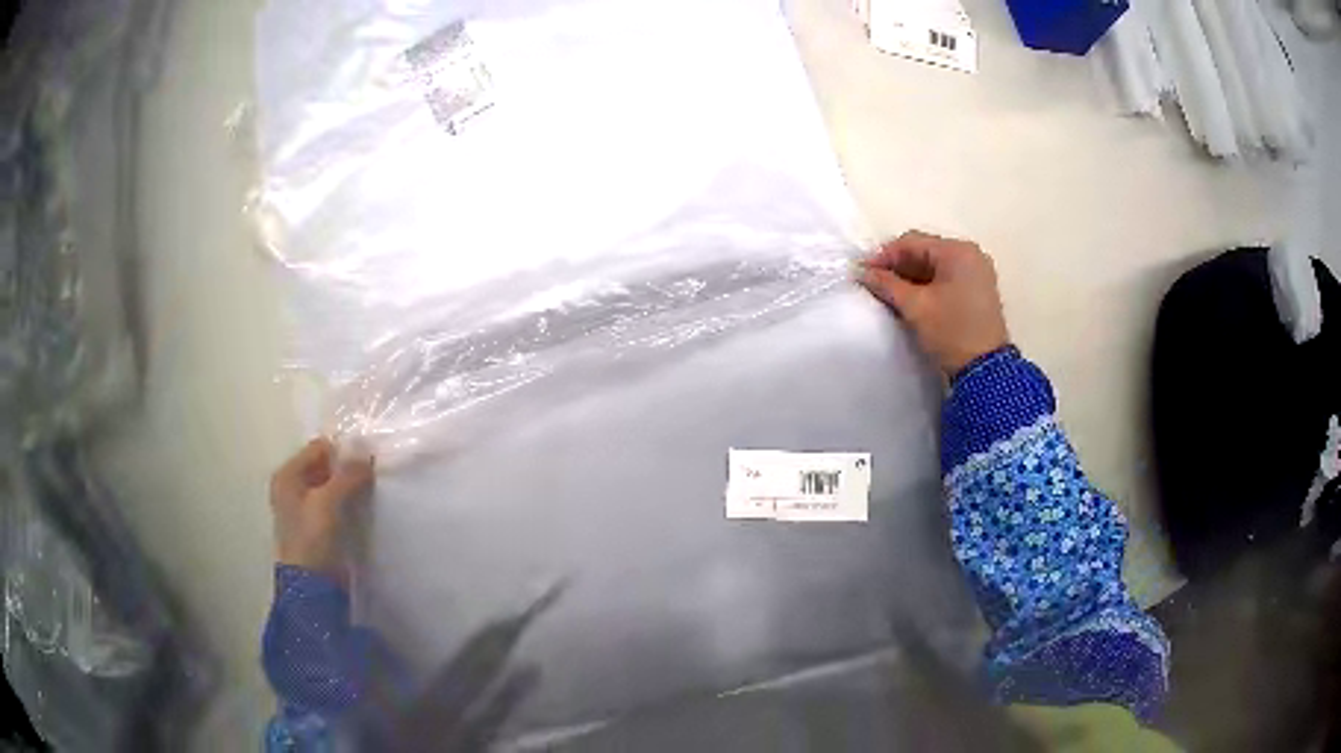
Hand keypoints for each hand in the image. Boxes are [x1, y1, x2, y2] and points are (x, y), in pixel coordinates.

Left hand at [270, 438, 374, 581]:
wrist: (312, 587)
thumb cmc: (312, 540)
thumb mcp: (328, 503)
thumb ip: (346, 476)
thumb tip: (366, 453)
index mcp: (287, 475)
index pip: (319, 448)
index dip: (343, 450)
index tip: (369, 458)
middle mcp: (293, 487)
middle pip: (325, 466)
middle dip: (348, 468)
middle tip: (374, 473)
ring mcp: (305, 508)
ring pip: (333, 486)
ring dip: (351, 486)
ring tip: (372, 489)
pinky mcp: (319, 526)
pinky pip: (336, 504)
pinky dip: (349, 502)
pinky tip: (365, 506)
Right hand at [858, 230, 1009, 376]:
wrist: (985, 371)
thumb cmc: (951, 331)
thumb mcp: (915, 307)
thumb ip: (887, 284)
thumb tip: (863, 272)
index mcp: (958, 251)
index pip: (912, 242)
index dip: (884, 255)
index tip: (863, 272)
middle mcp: (971, 255)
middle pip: (925, 252)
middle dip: (898, 266)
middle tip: (874, 283)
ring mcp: (977, 274)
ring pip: (935, 266)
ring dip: (911, 277)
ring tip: (889, 293)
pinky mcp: (978, 292)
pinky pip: (946, 279)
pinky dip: (927, 286)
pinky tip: (910, 300)